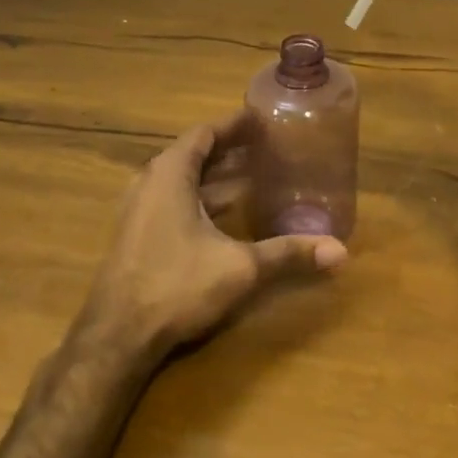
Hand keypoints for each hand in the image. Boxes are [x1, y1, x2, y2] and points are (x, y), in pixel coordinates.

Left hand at [81, 110, 347, 358]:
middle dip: (231, 149)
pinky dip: (202, 197)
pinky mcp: (137, 234)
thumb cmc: (176, 286)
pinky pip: (174, 199)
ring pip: (183, 179)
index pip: (205, 133)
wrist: (116, 337)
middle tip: (268, 147)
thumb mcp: (239, 268)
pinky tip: (227, 214)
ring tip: (255, 175)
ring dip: (216, 175)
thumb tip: (341, 251)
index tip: (263, 119)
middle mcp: (151, 182)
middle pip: (195, 153)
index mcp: (170, 173)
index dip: (234, 124)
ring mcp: (139, 209)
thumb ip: (287, 254)